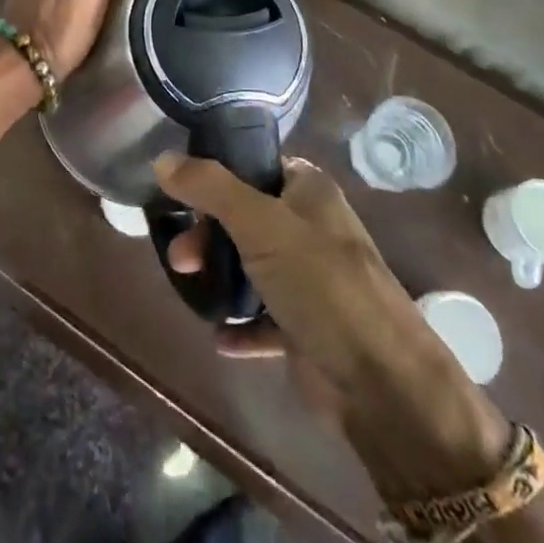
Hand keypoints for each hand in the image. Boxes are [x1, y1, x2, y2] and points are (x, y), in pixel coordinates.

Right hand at [154, 153, 509, 493]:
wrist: (382, 384)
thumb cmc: (321, 283)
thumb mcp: (260, 222)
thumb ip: (210, 187)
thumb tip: (162, 158)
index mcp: (308, 190)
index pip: (254, 165)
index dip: (216, 174)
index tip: (180, 191)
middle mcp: (309, 226)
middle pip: (244, 215)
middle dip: (208, 232)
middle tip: (181, 254)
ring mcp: (309, 278)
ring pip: (250, 264)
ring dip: (219, 274)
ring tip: (190, 286)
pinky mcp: (306, 326)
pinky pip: (262, 317)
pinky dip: (239, 323)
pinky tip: (219, 334)